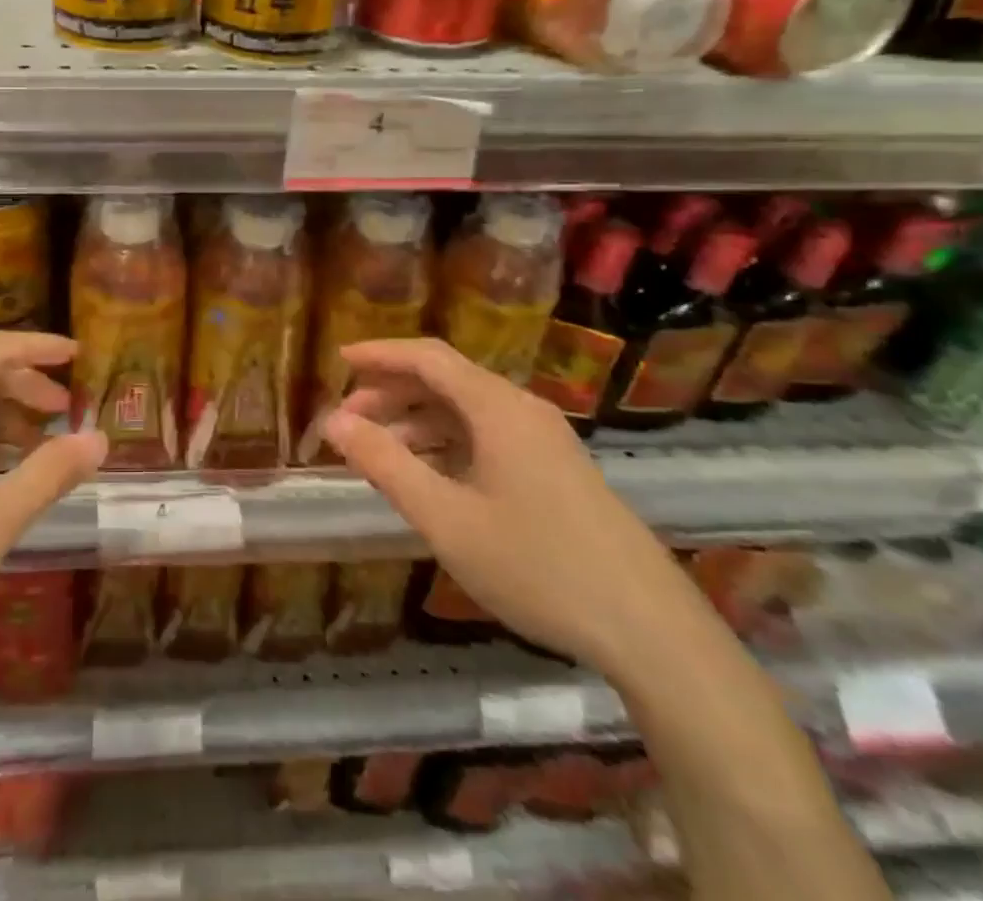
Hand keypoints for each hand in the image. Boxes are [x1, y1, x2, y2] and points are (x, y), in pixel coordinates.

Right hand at [321, 338, 707, 676]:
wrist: (649, 629)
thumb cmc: (536, 566)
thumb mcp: (445, 518)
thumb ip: (384, 464)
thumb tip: (333, 421)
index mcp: (497, 407)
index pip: (427, 357)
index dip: (379, 353)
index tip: (338, 359)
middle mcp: (521, 409)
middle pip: (445, 380)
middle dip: (391, 392)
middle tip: (347, 420)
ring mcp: (543, 439)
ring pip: (466, 410)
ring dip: (416, 420)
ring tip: (377, 450)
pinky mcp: (554, 469)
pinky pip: (487, 436)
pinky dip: (446, 443)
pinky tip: (427, 475)